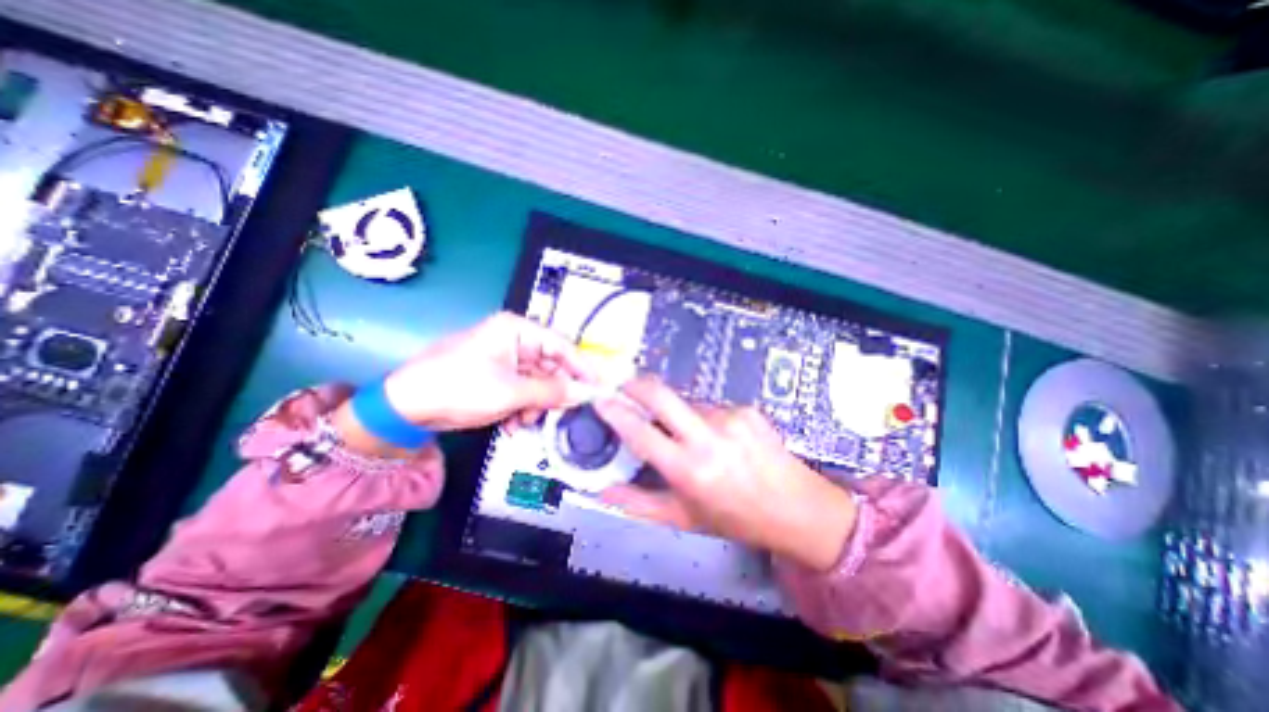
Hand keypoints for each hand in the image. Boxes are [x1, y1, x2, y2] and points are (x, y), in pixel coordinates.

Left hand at [330, 313, 599, 455]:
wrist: (405, 408)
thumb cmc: (459, 387)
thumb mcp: (511, 392)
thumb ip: (553, 391)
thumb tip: (587, 393)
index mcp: (517, 330)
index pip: (562, 345)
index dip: (582, 367)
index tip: (600, 387)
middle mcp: (514, 340)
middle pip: (551, 366)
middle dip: (553, 392)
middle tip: (562, 413)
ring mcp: (504, 359)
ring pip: (538, 382)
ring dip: (536, 405)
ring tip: (524, 422)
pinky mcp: (496, 376)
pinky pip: (523, 390)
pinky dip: (522, 408)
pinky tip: (512, 424)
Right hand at [598, 377, 856, 573]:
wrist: (798, 508)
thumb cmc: (736, 518)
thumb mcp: (684, 518)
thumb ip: (639, 504)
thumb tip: (603, 491)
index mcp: (689, 470)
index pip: (641, 433)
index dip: (616, 413)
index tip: (601, 399)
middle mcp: (708, 437)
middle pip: (662, 395)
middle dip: (637, 385)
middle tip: (625, 387)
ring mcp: (731, 417)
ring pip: (688, 402)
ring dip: (679, 413)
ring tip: (693, 437)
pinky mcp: (748, 409)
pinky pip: (713, 407)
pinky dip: (706, 418)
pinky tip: (722, 438)